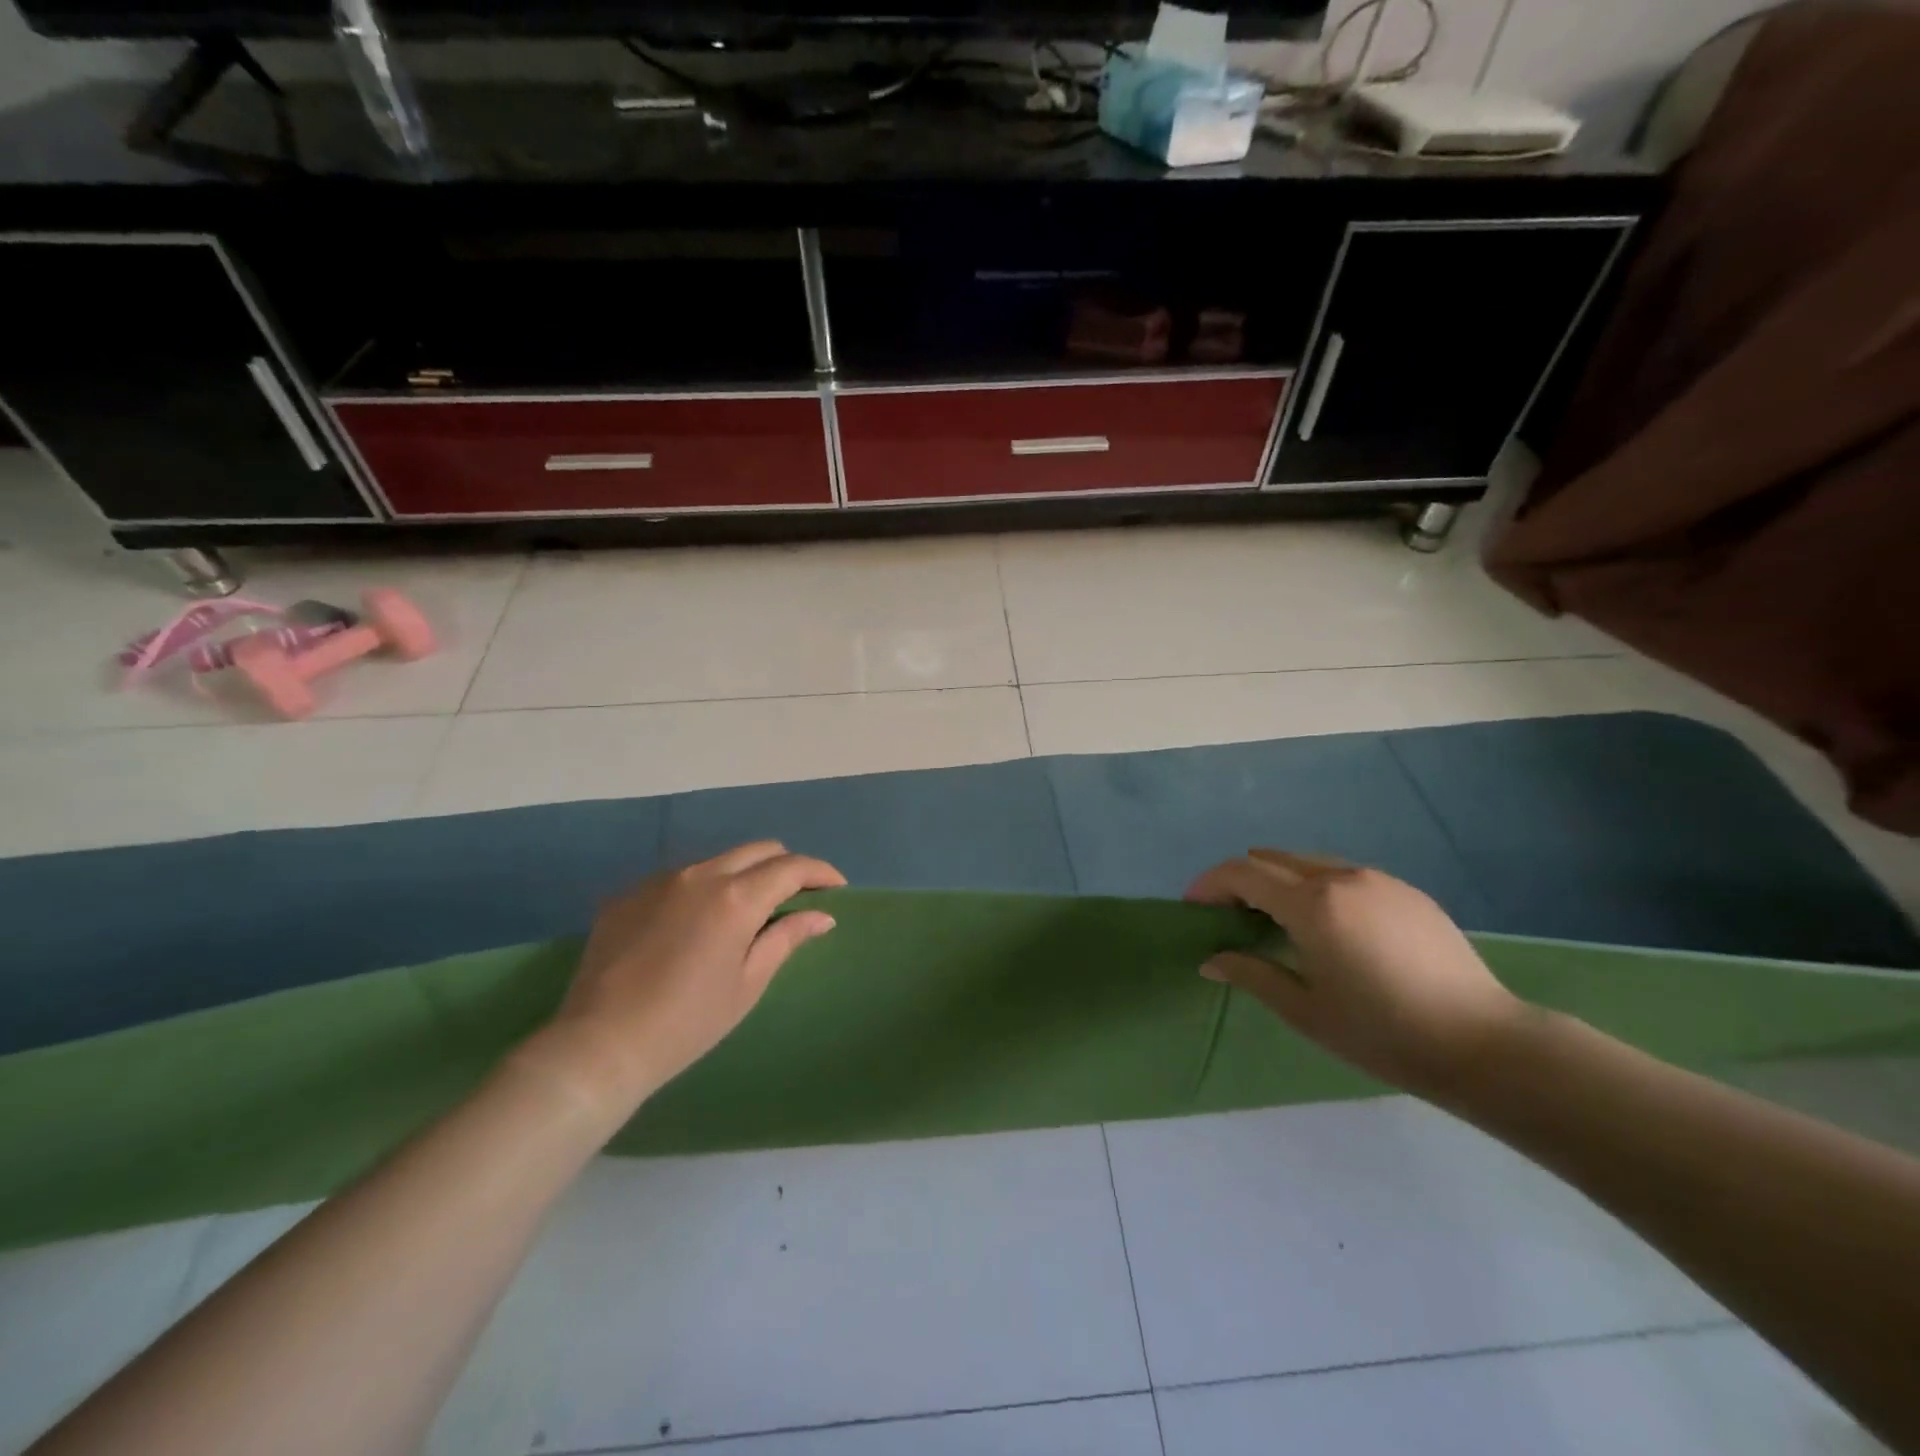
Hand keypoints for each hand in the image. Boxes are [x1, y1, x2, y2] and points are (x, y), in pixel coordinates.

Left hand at [532, 842, 844, 1115]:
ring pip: (717, 860)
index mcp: (736, 897)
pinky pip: (679, 878)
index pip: (791, 867)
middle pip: (758, 850)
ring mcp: (659, 881)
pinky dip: (702, 890)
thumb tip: (822, 915)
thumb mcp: (748, 983)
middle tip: (796, 896)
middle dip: (785, 866)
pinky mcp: (628, 895)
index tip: (836, 887)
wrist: (600, 1045)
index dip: (820, 872)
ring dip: (742, 875)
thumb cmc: (688, 1022)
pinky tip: (694, 926)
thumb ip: (787, 938)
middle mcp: (700, 875)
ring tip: (744, 912)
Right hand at [1186, 850, 1525, 1096]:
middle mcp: (1341, 878)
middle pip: (1272, 858)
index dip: (1209, 884)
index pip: (1242, 873)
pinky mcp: (1406, 891)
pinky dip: (1317, 886)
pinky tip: (1328, 926)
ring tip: (1275, 919)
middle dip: (1240, 879)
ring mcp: (1378, 880)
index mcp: (1311, 905)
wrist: (1484, 1044)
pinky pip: (1344, 874)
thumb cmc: (1383, 1033)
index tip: (1193, 907)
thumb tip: (1210, 959)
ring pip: (1308, 862)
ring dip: (1279, 880)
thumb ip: (1251, 974)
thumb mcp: (1305, 1010)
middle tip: (1229, 915)